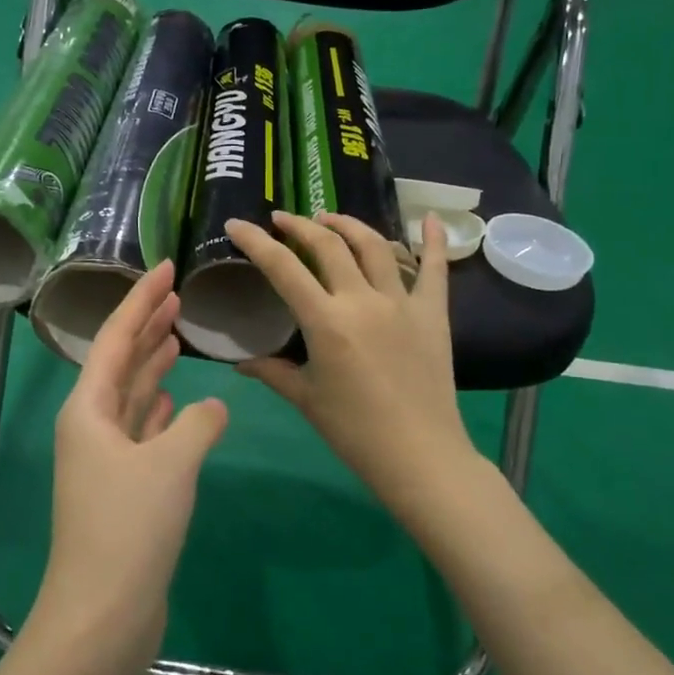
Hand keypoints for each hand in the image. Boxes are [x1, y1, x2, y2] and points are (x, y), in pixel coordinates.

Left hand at [34, 259, 228, 660]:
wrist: (102, 615)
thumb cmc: (129, 528)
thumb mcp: (170, 465)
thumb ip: (197, 424)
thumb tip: (211, 407)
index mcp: (88, 409)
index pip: (114, 337)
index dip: (139, 300)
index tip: (164, 267)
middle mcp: (91, 427)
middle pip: (119, 363)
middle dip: (145, 327)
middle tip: (175, 295)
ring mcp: (105, 460)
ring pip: (131, 397)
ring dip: (152, 366)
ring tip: (176, 337)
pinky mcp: (123, 489)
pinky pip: (141, 432)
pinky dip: (158, 411)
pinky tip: (175, 400)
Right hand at [226, 212, 476, 518]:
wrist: (420, 456)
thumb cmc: (355, 431)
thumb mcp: (306, 399)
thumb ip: (272, 372)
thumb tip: (241, 363)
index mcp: (326, 321)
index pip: (283, 268)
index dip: (256, 242)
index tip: (237, 224)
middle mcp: (363, 300)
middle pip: (328, 246)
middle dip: (300, 226)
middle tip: (283, 220)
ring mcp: (402, 302)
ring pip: (374, 246)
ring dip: (348, 226)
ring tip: (330, 219)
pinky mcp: (433, 313)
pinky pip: (436, 269)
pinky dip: (434, 240)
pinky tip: (433, 218)